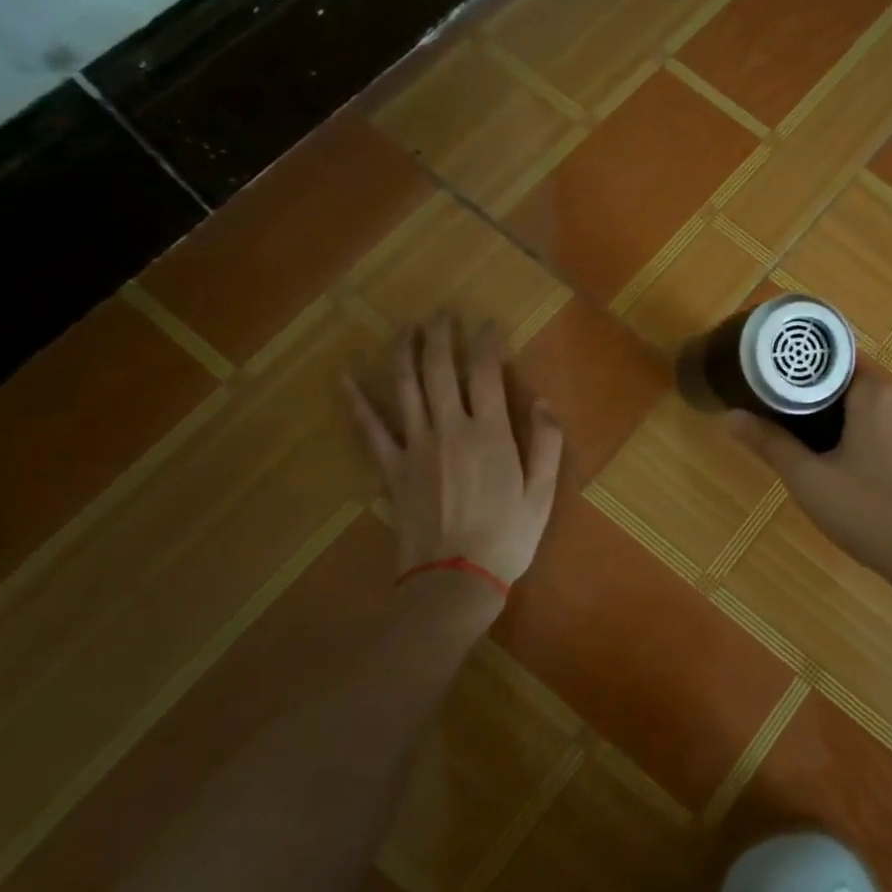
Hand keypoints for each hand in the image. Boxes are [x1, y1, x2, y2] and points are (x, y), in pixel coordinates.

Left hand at [347, 315, 563, 592]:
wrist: (454, 579)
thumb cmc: (507, 538)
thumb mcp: (542, 493)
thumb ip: (545, 443)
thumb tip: (542, 402)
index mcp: (490, 433)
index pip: (485, 373)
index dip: (486, 343)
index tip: (488, 324)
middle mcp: (449, 428)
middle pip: (439, 369)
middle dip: (441, 335)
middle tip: (442, 313)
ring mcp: (415, 446)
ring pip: (405, 387)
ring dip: (405, 351)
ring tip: (407, 328)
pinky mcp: (391, 467)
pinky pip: (370, 428)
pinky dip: (357, 400)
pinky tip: (346, 376)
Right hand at [726, 369, 891, 629]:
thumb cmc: (873, 516)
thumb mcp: (811, 483)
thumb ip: (771, 444)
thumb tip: (731, 416)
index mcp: (878, 394)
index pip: (836, 369)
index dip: (809, 387)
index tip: (791, 411)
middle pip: (864, 394)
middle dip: (838, 416)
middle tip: (815, 453)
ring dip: (870, 436)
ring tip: (850, 475)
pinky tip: (888, 490)